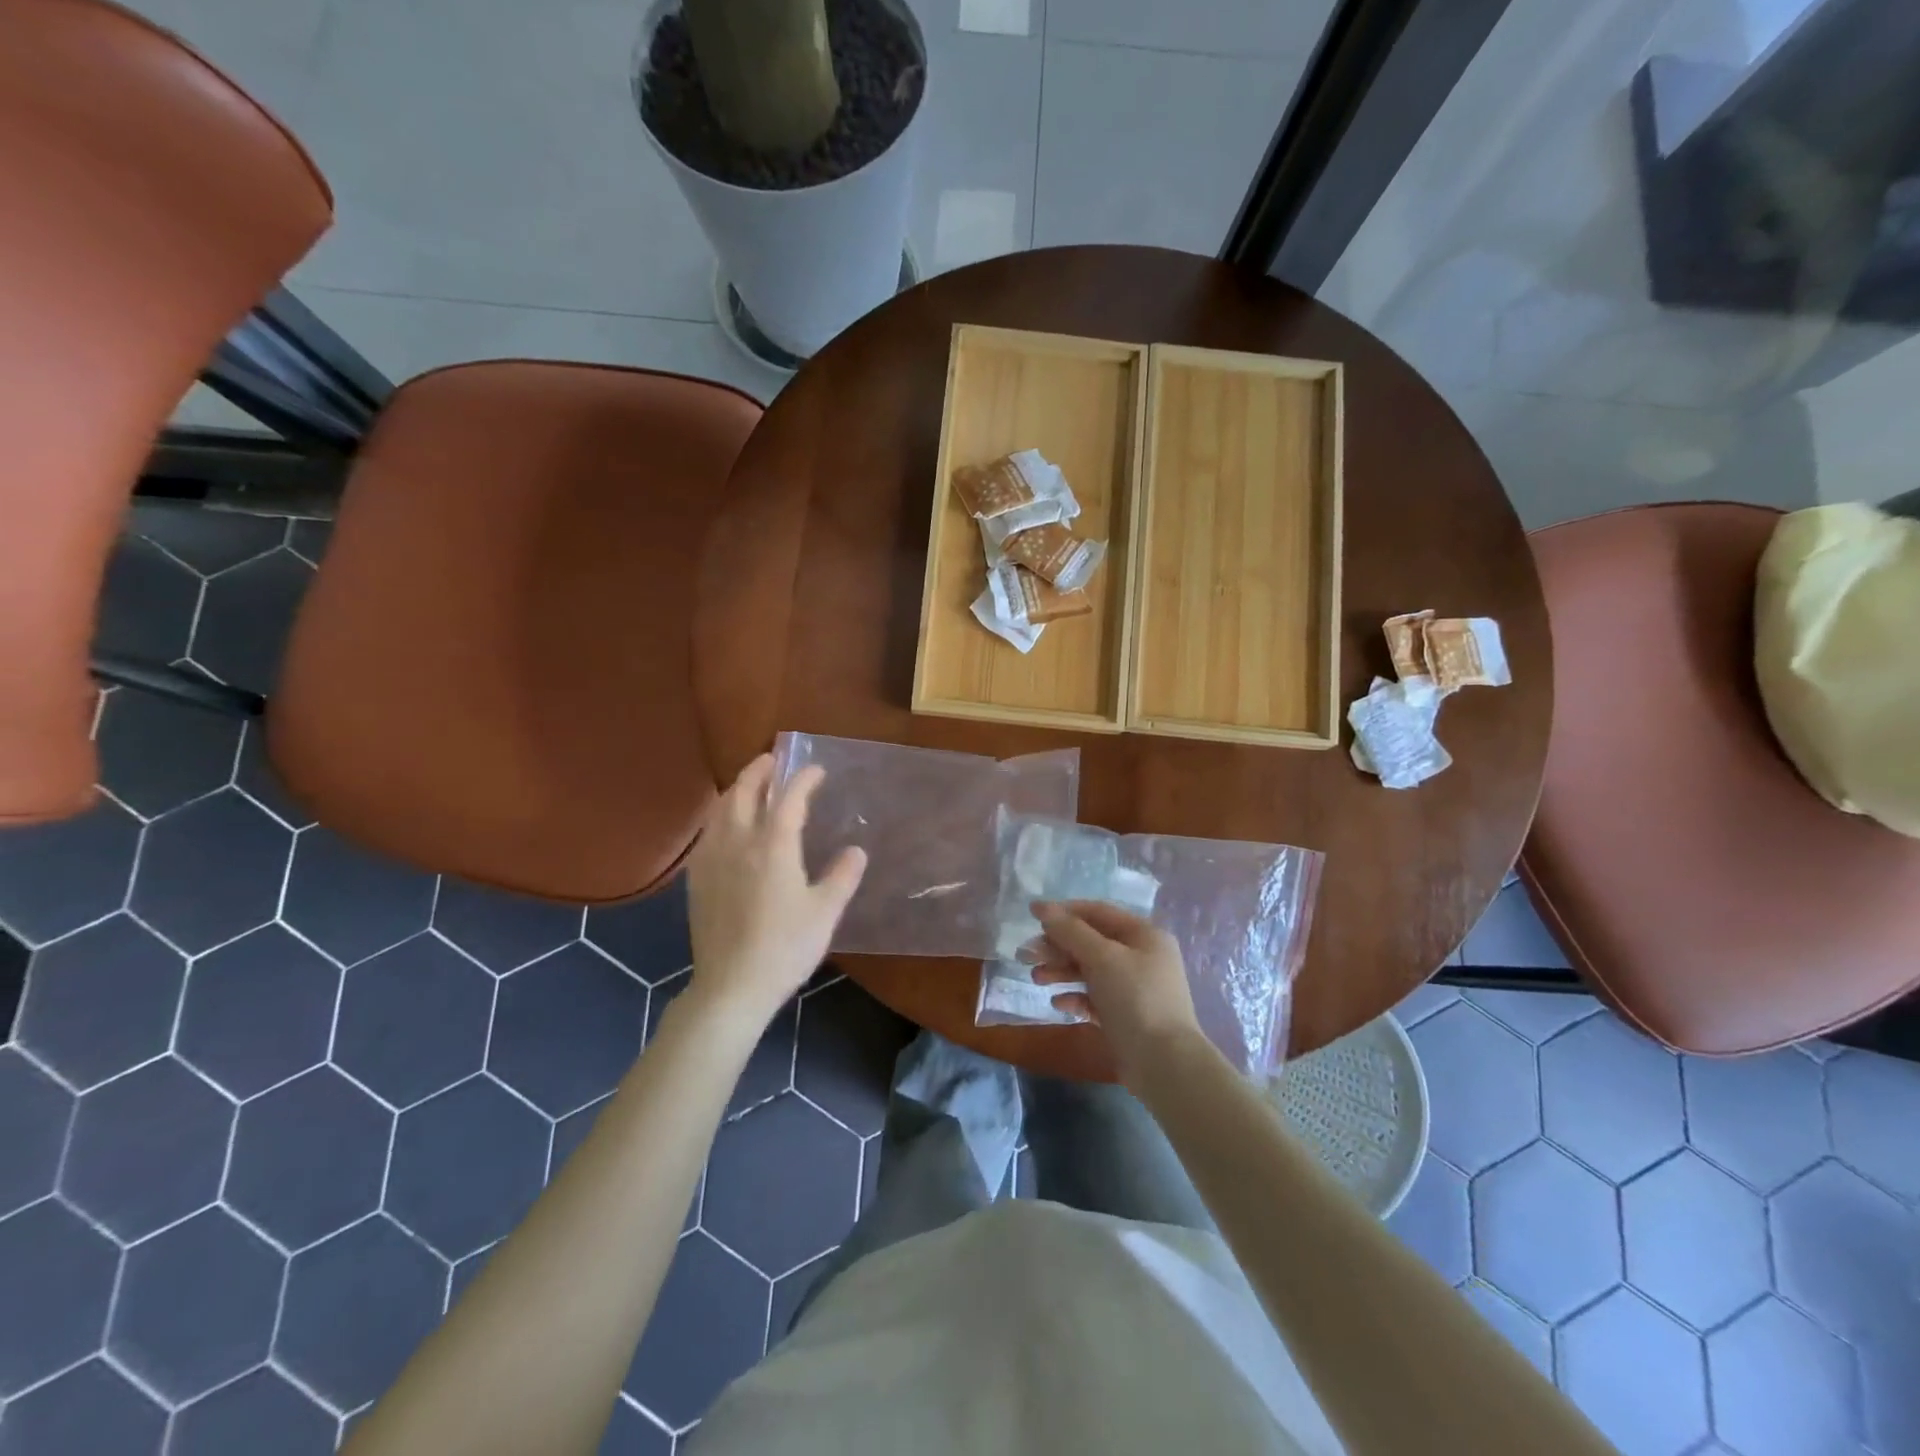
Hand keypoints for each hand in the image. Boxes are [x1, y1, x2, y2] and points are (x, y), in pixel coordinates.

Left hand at [685, 755, 865, 1027]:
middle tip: (774, 760)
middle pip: (745, 791)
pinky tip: (726, 825)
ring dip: (737, 788)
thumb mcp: (825, 912)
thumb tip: (856, 851)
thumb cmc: (785, 947)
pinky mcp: (697, 877)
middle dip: (760, 770)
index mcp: (773, 845)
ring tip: (751, 785)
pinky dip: (721, 814)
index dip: (803, 778)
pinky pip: (707, 831)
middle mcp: (739, 841)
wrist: (732, 986)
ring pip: (721, 808)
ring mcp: (712, 858)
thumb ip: (842, 877)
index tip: (816, 770)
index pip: (789, 797)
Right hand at [1029, 901, 1203, 1085]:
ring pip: (1090, 970)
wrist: (1164, 1063)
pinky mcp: (1125, 1016)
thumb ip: (1071, 931)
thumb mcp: (1102, 957)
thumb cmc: (1135, 998)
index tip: (1032, 913)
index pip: (1098, 912)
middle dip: (1058, 946)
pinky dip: (1075, 997)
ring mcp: (1134, 988)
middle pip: (1091, 942)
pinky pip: (1094, 998)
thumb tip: (1044, 908)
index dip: (1064, 911)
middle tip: (1027, 954)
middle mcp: (1141, 957)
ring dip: (1061, 970)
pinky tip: (1058, 1003)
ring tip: (1036, 978)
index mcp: (1144, 935)